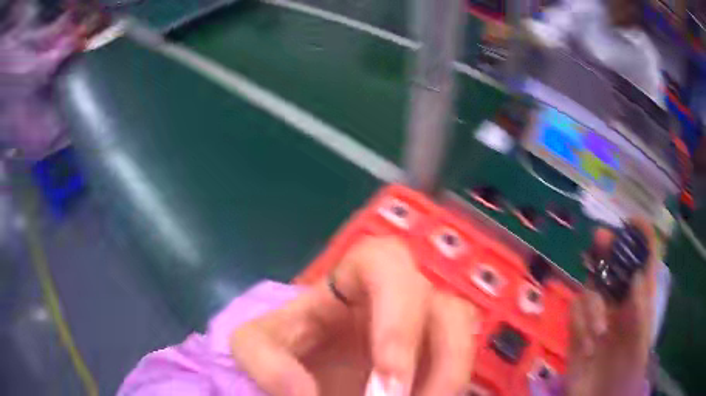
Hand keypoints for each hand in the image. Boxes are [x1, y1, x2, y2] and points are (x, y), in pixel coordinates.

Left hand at [230, 236, 478, 395]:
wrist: (303, 372)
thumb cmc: (281, 349)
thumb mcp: (254, 347)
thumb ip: (265, 361)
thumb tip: (302, 393)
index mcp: (351, 283)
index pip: (388, 262)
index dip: (398, 317)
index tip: (388, 380)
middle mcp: (397, 302)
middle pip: (443, 304)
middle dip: (437, 362)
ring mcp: (422, 331)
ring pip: (462, 336)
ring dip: (449, 379)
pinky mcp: (433, 358)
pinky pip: (460, 365)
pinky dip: (448, 387)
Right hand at [567, 219, 655, 395]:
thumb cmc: (626, 374)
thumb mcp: (639, 343)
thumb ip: (640, 311)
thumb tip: (637, 276)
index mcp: (640, 301)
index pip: (643, 262)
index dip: (641, 240)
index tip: (632, 223)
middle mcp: (620, 302)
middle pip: (614, 266)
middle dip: (608, 251)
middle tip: (600, 239)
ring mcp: (599, 315)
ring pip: (592, 287)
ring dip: (593, 304)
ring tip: (597, 333)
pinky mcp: (579, 329)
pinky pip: (575, 312)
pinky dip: (580, 323)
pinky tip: (586, 343)